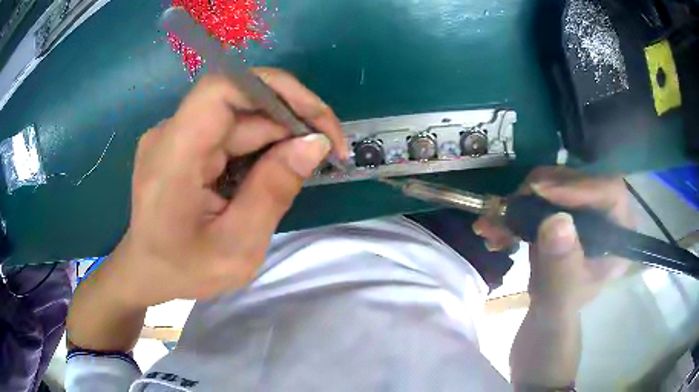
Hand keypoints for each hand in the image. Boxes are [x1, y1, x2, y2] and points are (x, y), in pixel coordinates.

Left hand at [104, 69, 347, 306]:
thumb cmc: (184, 269)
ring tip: (298, 170)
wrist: (145, 271)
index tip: (317, 120)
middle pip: (238, 104)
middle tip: (326, 153)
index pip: (222, 90)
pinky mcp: (182, 141)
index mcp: (173, 157)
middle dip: (288, 122)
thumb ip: (273, 192)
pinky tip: (269, 172)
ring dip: (276, 137)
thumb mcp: (237, 247)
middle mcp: (170, 133)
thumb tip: (315, 143)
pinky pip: (228, 130)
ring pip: (237, 117)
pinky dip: (257, 145)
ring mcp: (174, 134)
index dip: (275, 89)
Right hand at [473, 167, 630, 313]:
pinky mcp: (564, 207)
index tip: (543, 193)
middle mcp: (605, 212)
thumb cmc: (560, 308)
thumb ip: (561, 265)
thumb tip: (557, 221)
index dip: (580, 187)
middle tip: (513, 204)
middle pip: (580, 180)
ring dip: (523, 199)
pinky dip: (517, 207)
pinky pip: (540, 193)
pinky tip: (496, 226)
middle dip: (544, 190)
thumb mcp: (561, 294)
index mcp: (618, 233)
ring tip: (495, 221)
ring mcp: (583, 207)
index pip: (610, 192)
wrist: (545, 309)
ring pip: (556, 182)